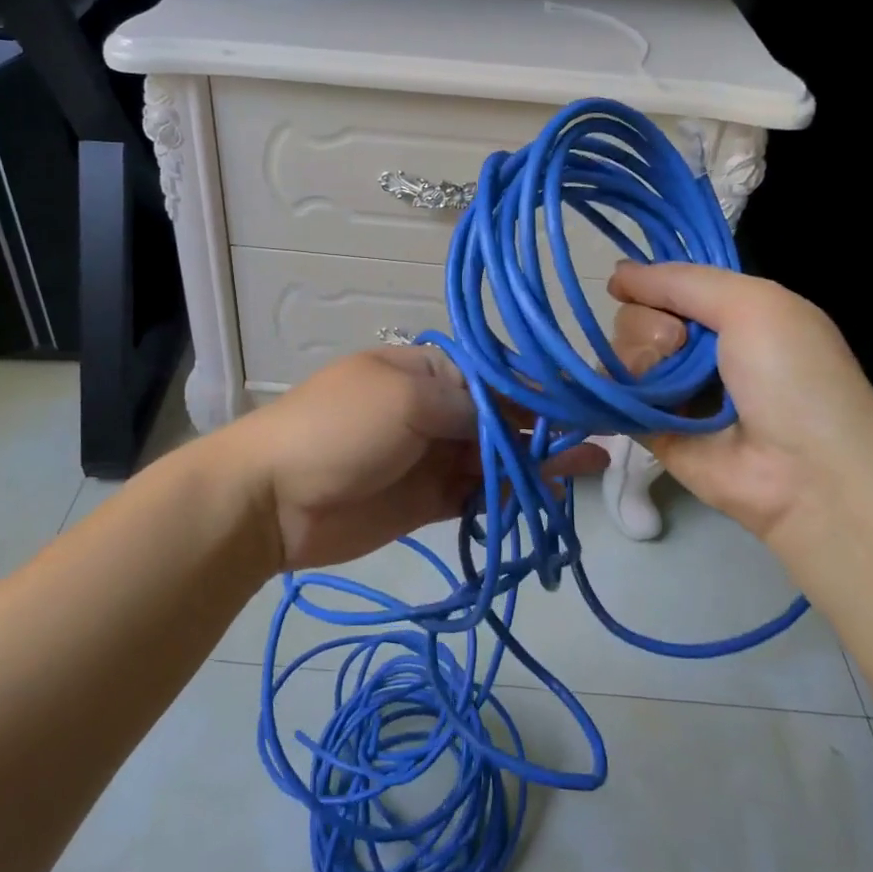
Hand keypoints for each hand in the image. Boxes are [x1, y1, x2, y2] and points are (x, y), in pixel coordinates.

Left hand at [225, 347, 606, 573]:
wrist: (272, 499)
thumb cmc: (339, 429)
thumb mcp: (406, 398)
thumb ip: (469, 406)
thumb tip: (518, 412)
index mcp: (428, 370)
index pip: (496, 376)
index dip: (539, 389)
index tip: (585, 401)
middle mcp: (435, 408)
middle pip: (502, 417)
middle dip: (548, 426)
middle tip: (600, 438)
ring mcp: (432, 456)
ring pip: (497, 457)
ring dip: (540, 461)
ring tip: (592, 465)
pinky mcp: (429, 501)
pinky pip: (479, 494)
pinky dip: (512, 495)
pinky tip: (549, 495)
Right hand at [607, 263, 872, 543]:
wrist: (807, 471)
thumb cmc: (792, 376)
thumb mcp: (753, 304)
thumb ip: (682, 281)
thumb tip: (616, 273)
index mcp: (729, 314)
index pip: (666, 285)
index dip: (650, 284)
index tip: (635, 288)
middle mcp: (696, 349)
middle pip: (636, 316)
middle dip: (648, 325)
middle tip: (680, 347)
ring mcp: (671, 389)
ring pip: (619, 352)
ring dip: (637, 359)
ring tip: (668, 385)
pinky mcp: (649, 427)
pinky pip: (612, 395)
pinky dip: (615, 390)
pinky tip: (637, 398)